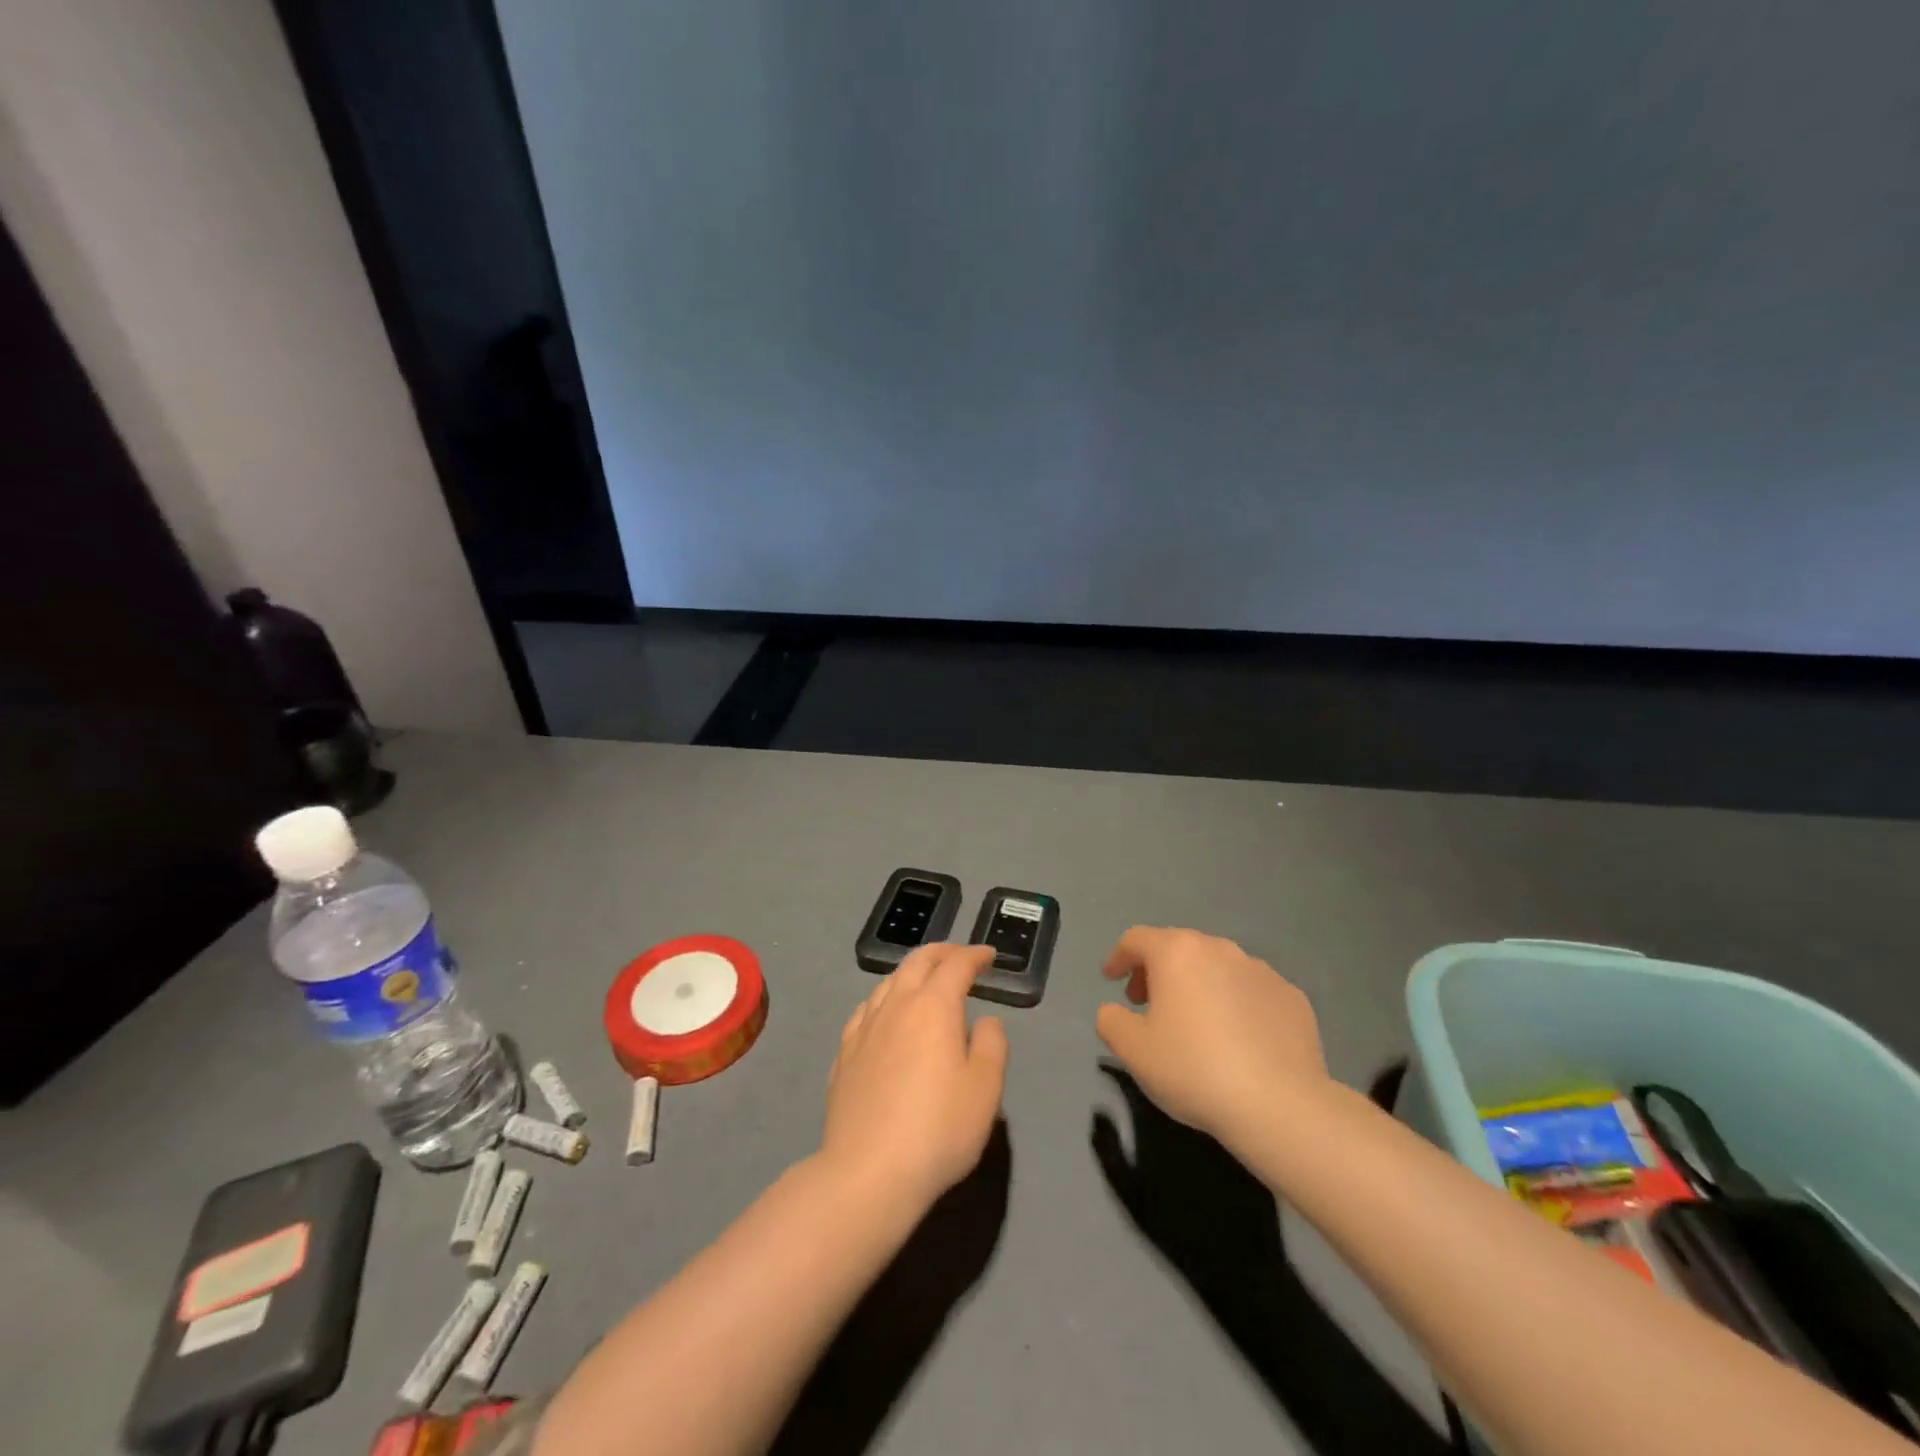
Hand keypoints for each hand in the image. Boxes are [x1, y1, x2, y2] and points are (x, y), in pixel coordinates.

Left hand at [821, 944, 1008, 1214]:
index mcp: (933, 1006)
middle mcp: (896, 1006)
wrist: (868, 1172)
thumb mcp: (985, 1089)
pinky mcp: (844, 1055)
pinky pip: (866, 1010)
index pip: (956, 965)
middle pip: (917, 962)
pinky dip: (885, 999)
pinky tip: (885, 1014)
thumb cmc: (938, 1129)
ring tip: (925, 980)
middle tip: (960, 956)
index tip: (989, 956)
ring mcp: (864, 1028)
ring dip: (911, 972)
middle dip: (942, 952)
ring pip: (888, 982)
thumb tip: (985, 1021)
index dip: (975, 956)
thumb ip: (992, 1044)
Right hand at [1095, 927, 1328, 1146]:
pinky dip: (1235, 1004)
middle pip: (1178, 948)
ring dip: (1198, 985)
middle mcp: (1220, 949)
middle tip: (1147, 1004)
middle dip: (1157, 971)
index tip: (1111, 980)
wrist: (1280, 1105)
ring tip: (1194, 1023)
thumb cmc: (1194, 1068)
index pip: (1137, 939)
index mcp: (1177, 953)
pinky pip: (1251, 991)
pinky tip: (1237, 1040)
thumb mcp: (1132, 1050)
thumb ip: (1111, 1020)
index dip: (1119, 957)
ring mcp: (1261, 970)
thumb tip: (1115, 1011)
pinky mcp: (1292, 997)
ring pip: (1217, 967)